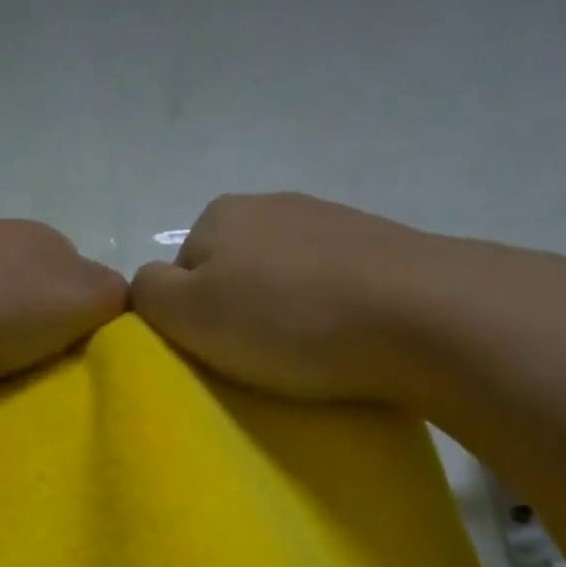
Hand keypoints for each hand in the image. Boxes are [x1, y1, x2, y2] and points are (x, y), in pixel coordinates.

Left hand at [0, 215, 127, 400]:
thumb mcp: (78, 296)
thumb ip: (115, 300)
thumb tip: (124, 308)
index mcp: (42, 245)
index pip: (88, 292)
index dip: (95, 335)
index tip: (93, 380)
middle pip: (38, 312)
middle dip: (46, 351)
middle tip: (52, 398)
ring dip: (0, 363)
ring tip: (4, 403)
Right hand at [131, 192, 565, 404]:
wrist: (419, 314)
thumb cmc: (289, 320)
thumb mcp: (192, 314)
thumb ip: (149, 296)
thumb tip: (146, 288)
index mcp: (220, 215)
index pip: (179, 275)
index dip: (189, 322)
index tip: (215, 356)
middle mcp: (272, 205)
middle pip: (231, 274)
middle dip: (236, 315)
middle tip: (257, 361)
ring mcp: (330, 221)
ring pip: (282, 279)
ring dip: (283, 315)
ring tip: (303, 357)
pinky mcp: (378, 247)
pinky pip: (329, 285)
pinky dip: (325, 312)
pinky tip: (340, 340)